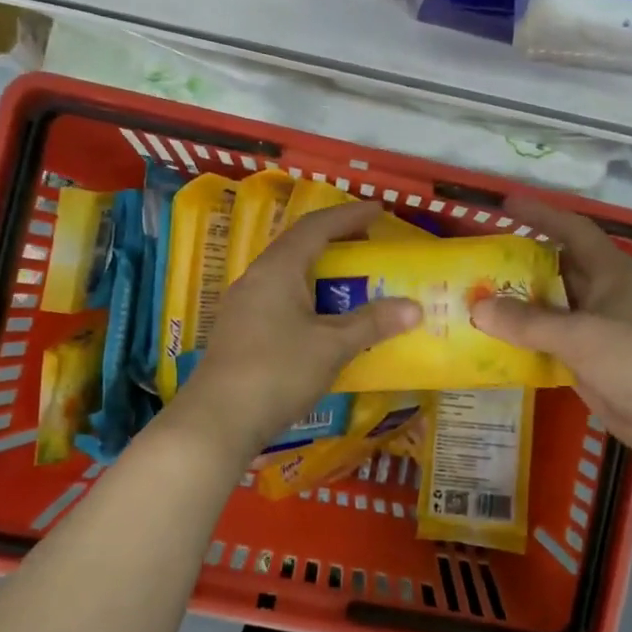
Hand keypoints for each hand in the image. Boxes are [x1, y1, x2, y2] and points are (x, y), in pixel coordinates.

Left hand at [173, 201, 420, 462]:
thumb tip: (413, 307)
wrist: (218, 421)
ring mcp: (244, 307)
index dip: (349, 216)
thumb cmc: (278, 371)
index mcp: (277, 269)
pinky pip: (280, 301)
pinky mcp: (240, 333)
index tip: (378, 210)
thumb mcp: (332, 345)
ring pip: (288, 277)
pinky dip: (308, 299)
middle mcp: (256, 279)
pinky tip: (323, 322)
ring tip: (351, 282)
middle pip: (298, 247)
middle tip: (368, 245)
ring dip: (320, 274)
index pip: (315, 227)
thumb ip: (372, 323)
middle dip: (335, 242)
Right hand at [470, 195, 631, 462]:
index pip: (572, 230)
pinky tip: (496, 343)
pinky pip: (552, 342)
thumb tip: (477, 307)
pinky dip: (527, 340)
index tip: (505, 205)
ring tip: (478, 299)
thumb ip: (528, 322)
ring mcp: (600, 329)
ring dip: (521, 305)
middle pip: (559, 268)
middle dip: (522, 263)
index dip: (540, 215)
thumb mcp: (580, 334)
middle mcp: (605, 293)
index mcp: (611, 272)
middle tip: (480, 261)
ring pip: (554, 308)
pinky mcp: (593, 361)